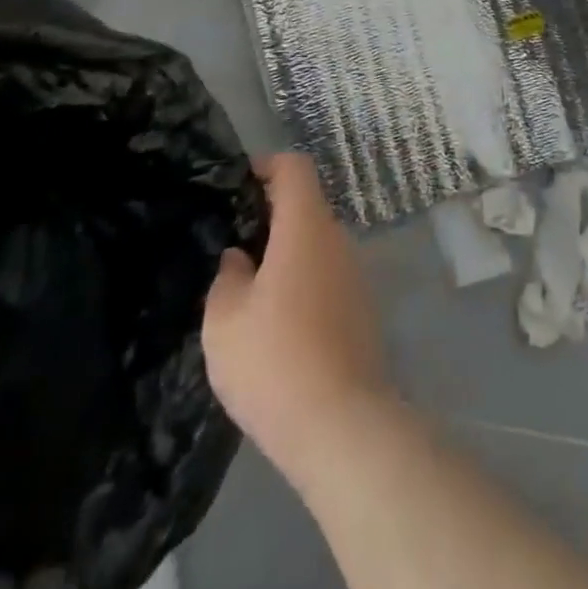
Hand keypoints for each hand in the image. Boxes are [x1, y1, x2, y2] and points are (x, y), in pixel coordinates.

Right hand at [202, 154, 392, 484]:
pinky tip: (278, 322)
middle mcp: (338, 239)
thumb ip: (227, 276)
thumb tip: (240, 257)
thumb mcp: (224, 320)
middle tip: (234, 244)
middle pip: (307, 205)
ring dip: (287, 252)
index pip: (295, 167)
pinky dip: (303, 280)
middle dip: (271, 215)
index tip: (238, 185)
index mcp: (306, 228)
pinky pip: (328, 275)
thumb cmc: (274, 361)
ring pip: (317, 244)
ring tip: (249, 288)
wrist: (340, 423)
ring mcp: (356, 273)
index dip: (267, 165)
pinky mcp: (362, 307)